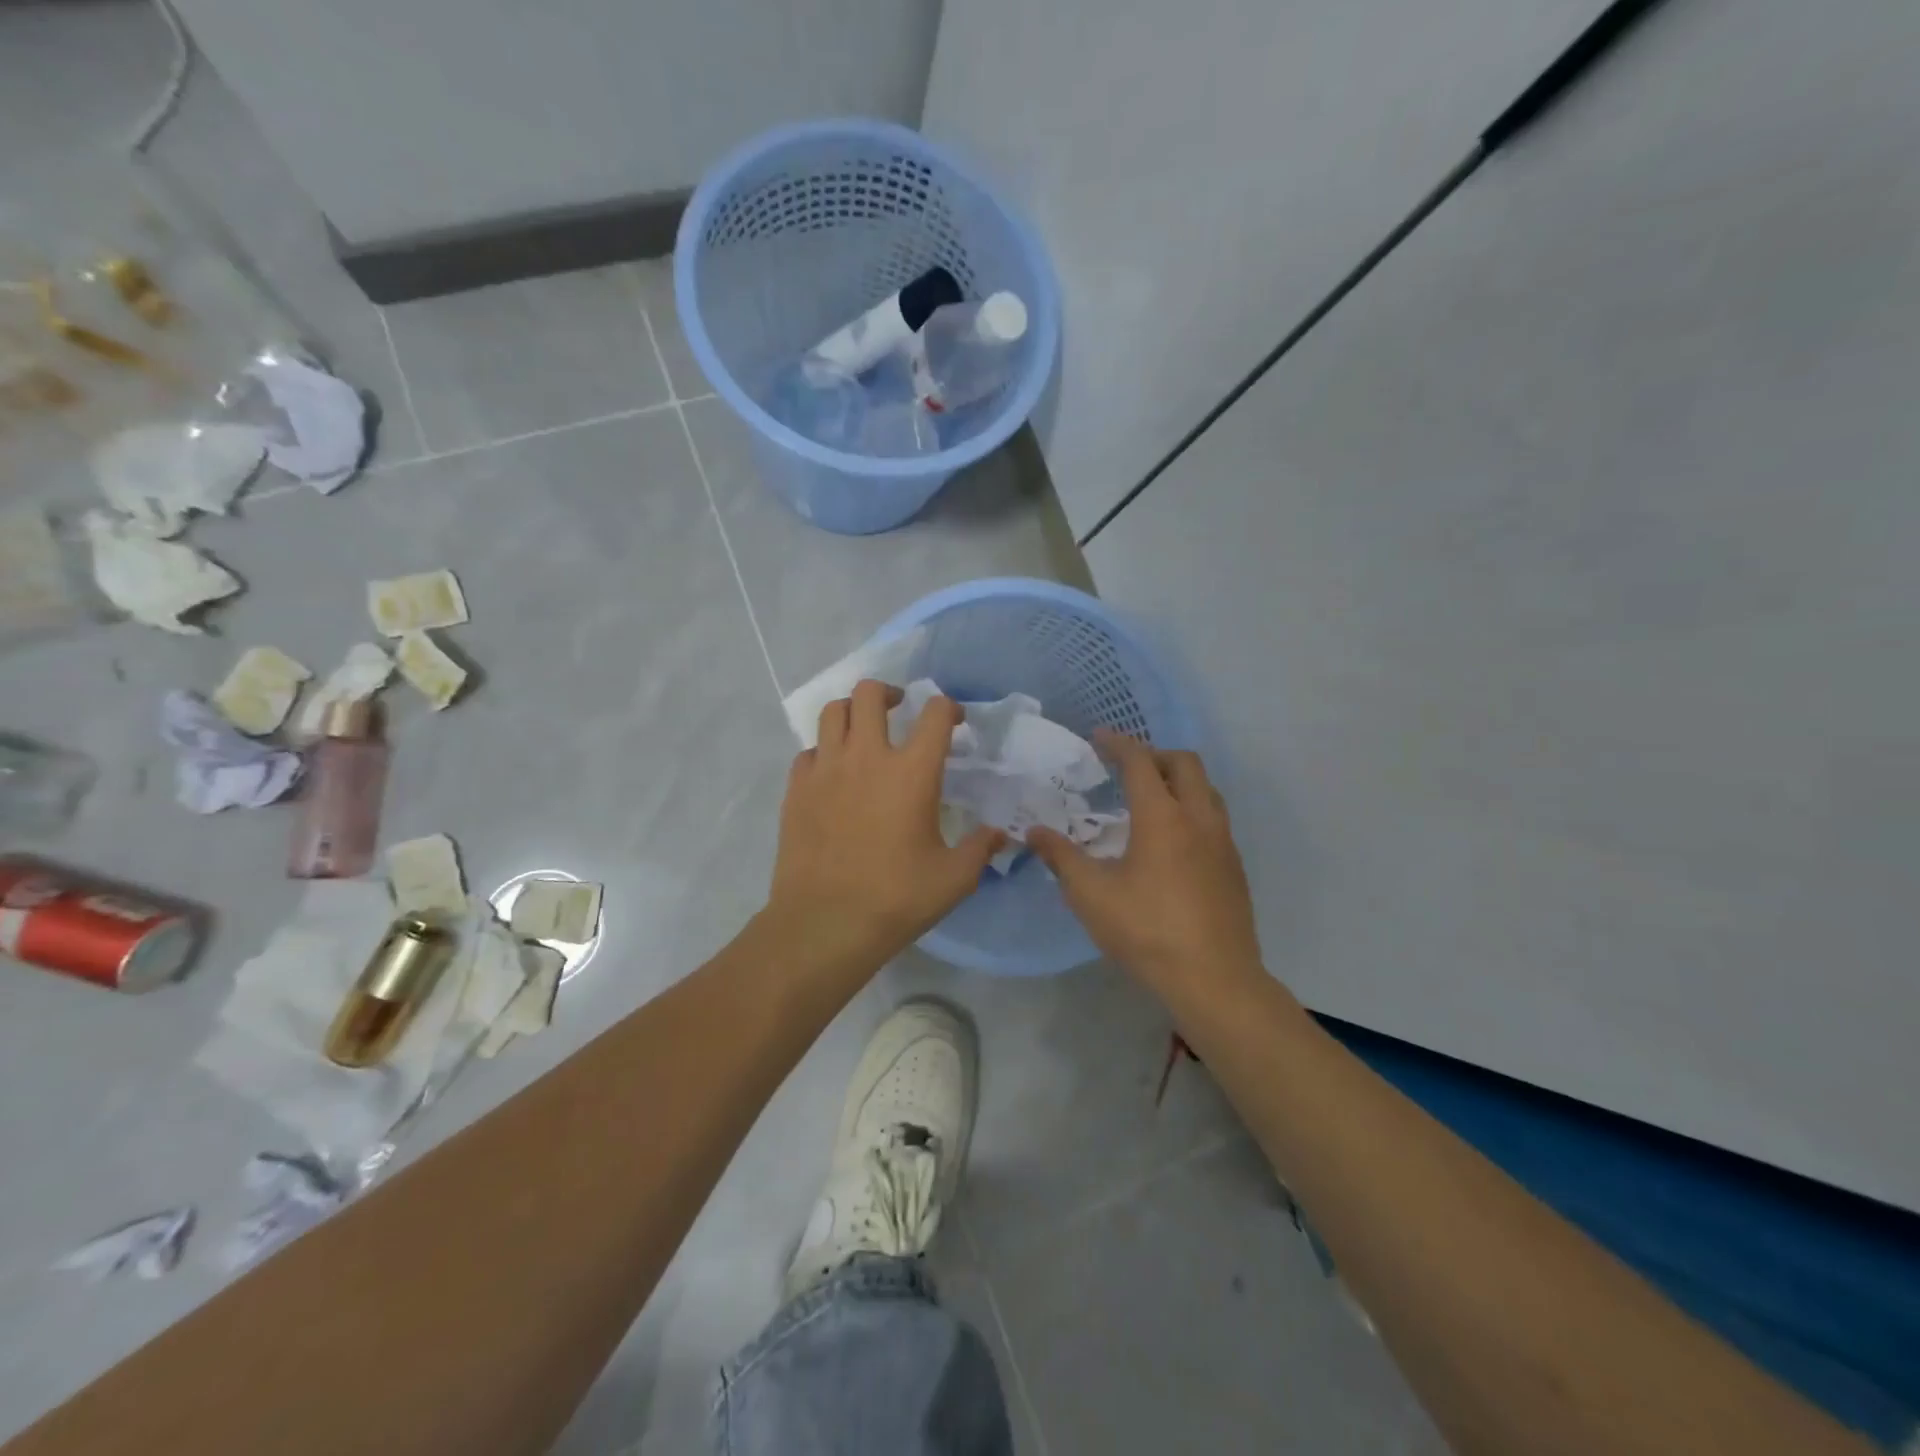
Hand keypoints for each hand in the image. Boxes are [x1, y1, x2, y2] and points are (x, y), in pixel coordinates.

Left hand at [765, 679, 1003, 980]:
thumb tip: (999, 835)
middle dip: (890, 693)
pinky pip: (809, 751)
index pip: (935, 715)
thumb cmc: (896, 899)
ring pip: (833, 712)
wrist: (824, 924)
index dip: (949, 708)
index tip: (954, 721)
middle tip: (900, 709)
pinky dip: (825, 752)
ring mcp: (826, 769)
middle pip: (870, 693)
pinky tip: (834, 774)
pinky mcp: (796, 788)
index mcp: (912, 772)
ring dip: (853, 712)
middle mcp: (867, 757)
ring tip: (863, 731)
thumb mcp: (954, 879)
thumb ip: (981, 848)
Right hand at [1029, 734, 1264, 999]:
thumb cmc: (1146, 931)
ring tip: (1151, 800)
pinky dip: (1192, 809)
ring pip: (1207, 789)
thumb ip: (1061, 857)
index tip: (1098, 737)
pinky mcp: (1234, 867)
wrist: (1215, 979)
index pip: (1140, 762)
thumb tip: (1033, 832)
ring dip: (1179, 781)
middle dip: (1154, 755)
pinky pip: (1215, 819)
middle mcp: (1199, 818)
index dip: (1118, 744)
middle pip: (1184, 763)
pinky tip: (1172, 842)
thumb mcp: (1091, 895)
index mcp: (1162, 817)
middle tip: (1126, 768)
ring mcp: (1223, 842)